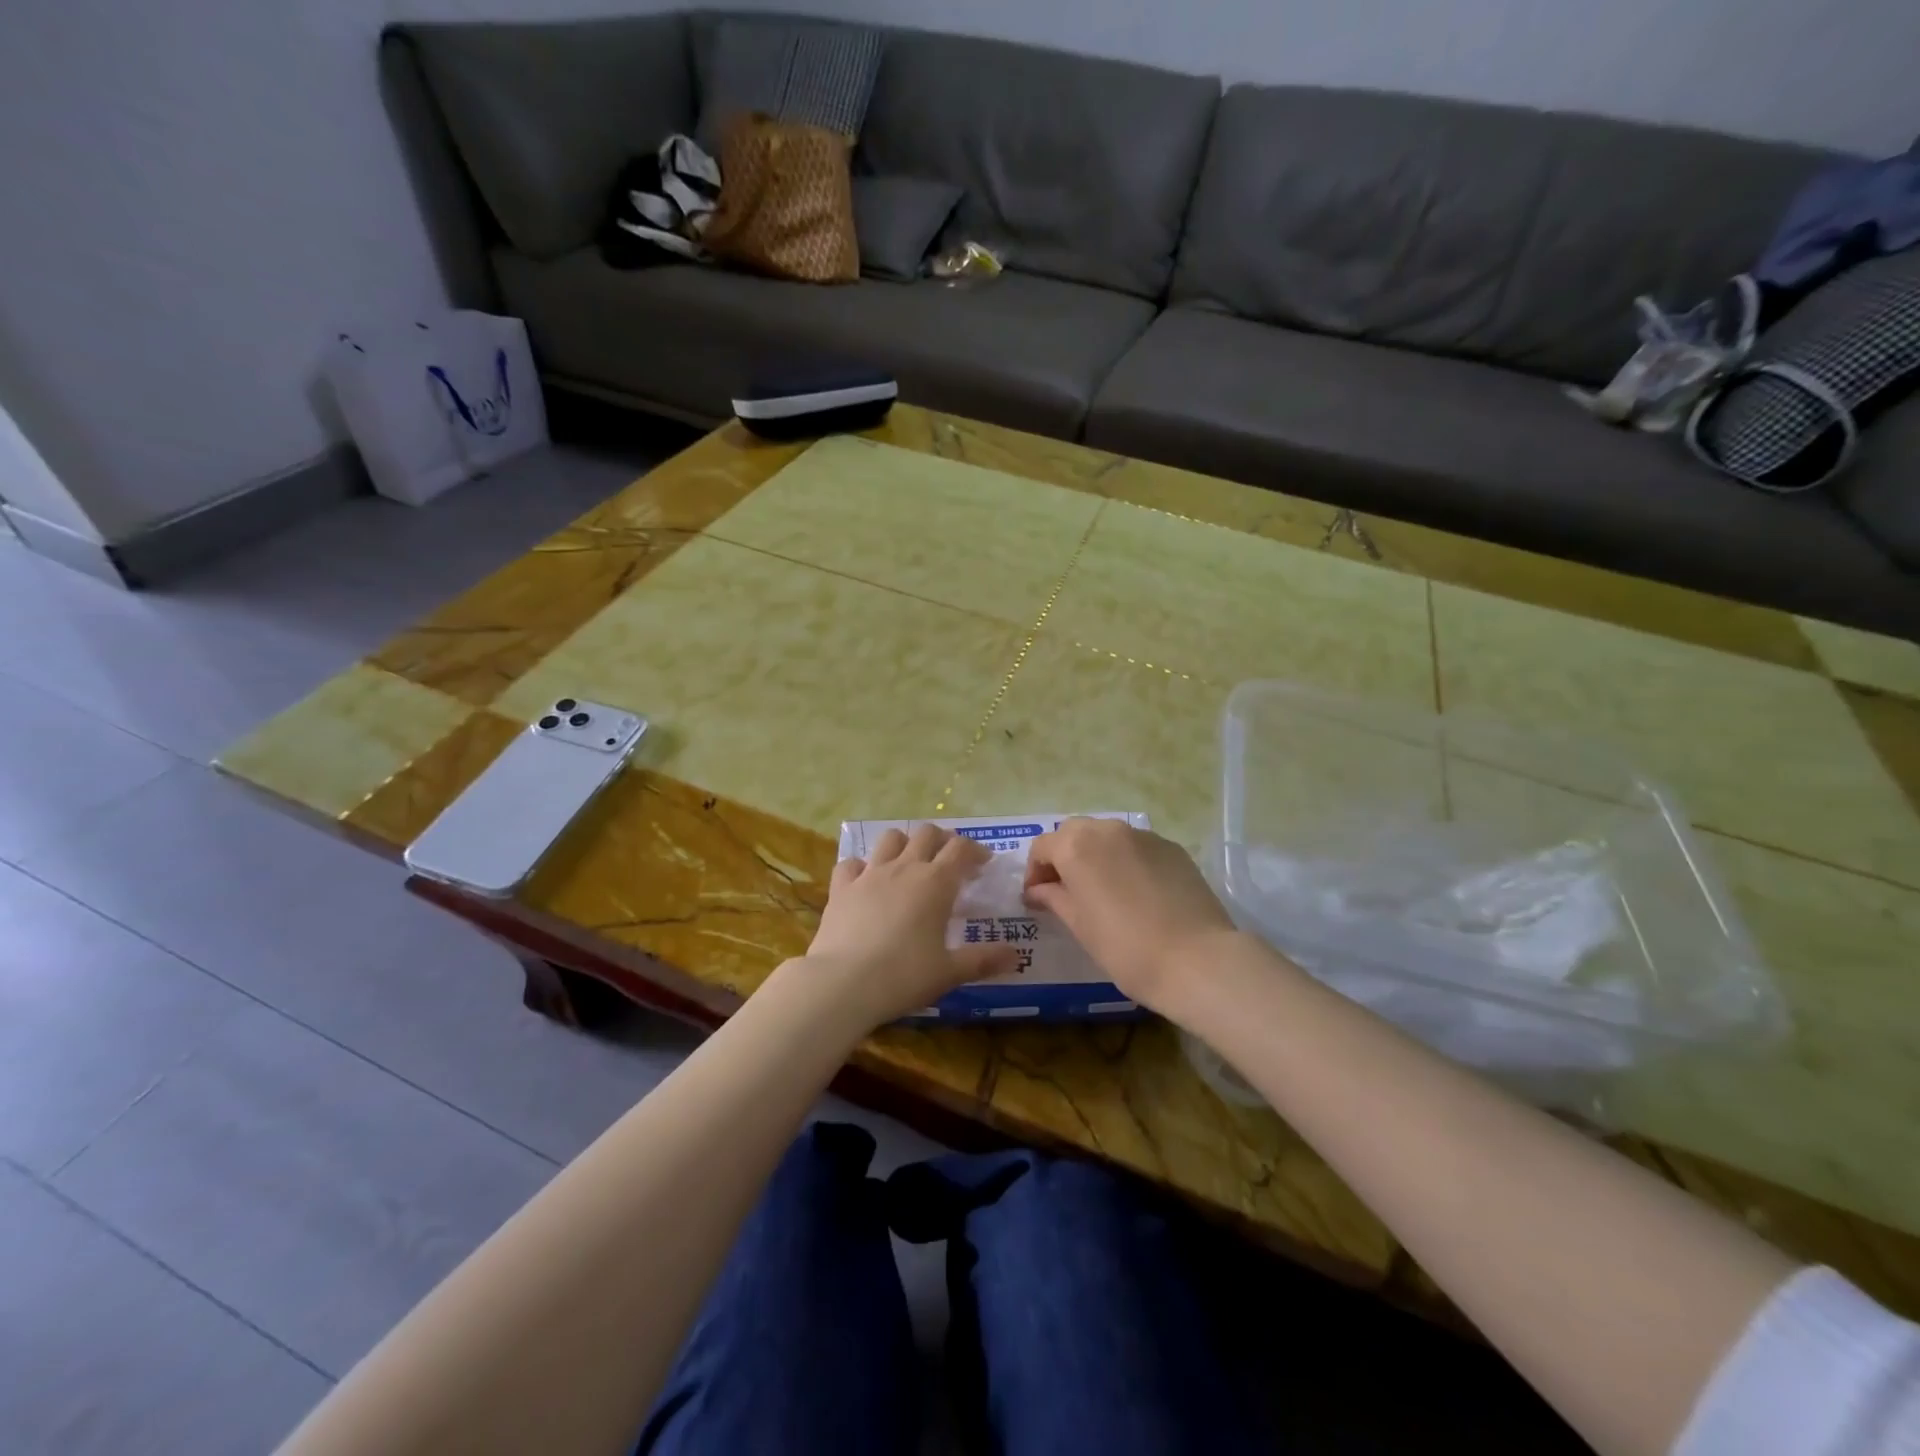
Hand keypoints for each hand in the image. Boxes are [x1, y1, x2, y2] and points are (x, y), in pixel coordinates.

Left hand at [802, 825, 1020, 1028]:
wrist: (843, 983)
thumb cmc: (904, 976)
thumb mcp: (950, 972)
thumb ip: (984, 960)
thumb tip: (1016, 956)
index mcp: (936, 883)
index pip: (961, 849)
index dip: (975, 850)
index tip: (984, 862)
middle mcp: (904, 868)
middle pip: (927, 833)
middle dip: (942, 840)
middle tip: (950, 860)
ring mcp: (869, 874)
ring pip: (890, 838)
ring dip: (905, 843)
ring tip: (910, 862)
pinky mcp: (841, 887)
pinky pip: (852, 863)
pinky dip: (862, 866)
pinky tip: (866, 881)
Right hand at [1023, 818, 1239, 1016]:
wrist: (1197, 960)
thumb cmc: (1125, 948)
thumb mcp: (1080, 926)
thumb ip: (1054, 898)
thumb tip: (1038, 890)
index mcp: (1077, 847)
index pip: (1042, 846)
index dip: (1035, 871)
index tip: (1037, 898)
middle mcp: (1108, 830)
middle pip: (1074, 833)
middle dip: (1064, 856)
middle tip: (1066, 890)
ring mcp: (1144, 836)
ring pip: (1108, 836)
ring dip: (1096, 856)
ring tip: (1102, 891)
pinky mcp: (1172, 848)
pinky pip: (1137, 847)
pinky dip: (1126, 861)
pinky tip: (1136, 893)